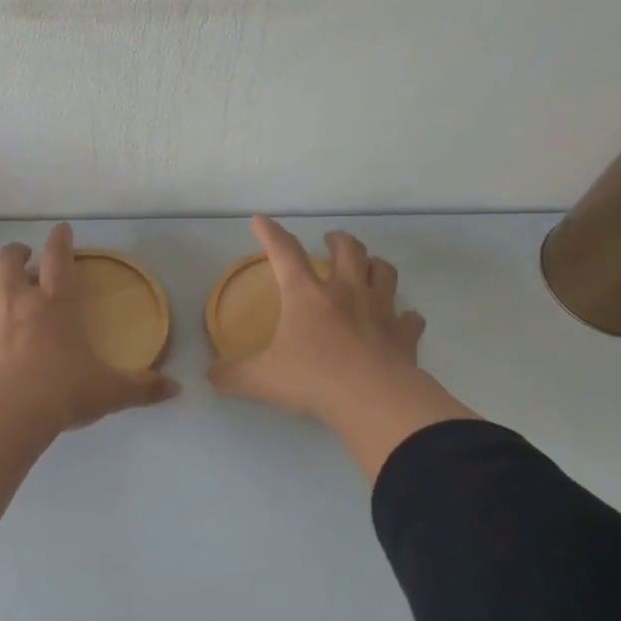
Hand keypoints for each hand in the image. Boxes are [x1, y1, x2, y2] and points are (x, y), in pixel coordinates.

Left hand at [0, 223, 178, 520]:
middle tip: (24, 257)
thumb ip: (141, 387)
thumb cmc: (63, 390)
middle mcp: (19, 301)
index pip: (58, 258)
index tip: (61, 229)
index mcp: (56, 303)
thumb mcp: (109, 390)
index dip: (60, 239)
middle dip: (16, 252)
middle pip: (7, 259)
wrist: (7, 412)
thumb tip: (175, 389)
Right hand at [209, 217, 476, 479]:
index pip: (285, 253)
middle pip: (348, 250)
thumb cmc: (314, 380)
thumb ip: (232, 376)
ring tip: (367, 269)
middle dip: (338, 240)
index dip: (271, 233)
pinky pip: (410, 318)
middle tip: (330, 241)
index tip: (261, 220)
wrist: (373, 400)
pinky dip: (405, 316)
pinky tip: (400, 321)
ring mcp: (380, 310)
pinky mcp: (404, 335)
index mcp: (307, 296)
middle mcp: (345, 293)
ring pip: (384, 272)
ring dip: (374, 266)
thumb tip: (210, 376)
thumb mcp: (261, 380)